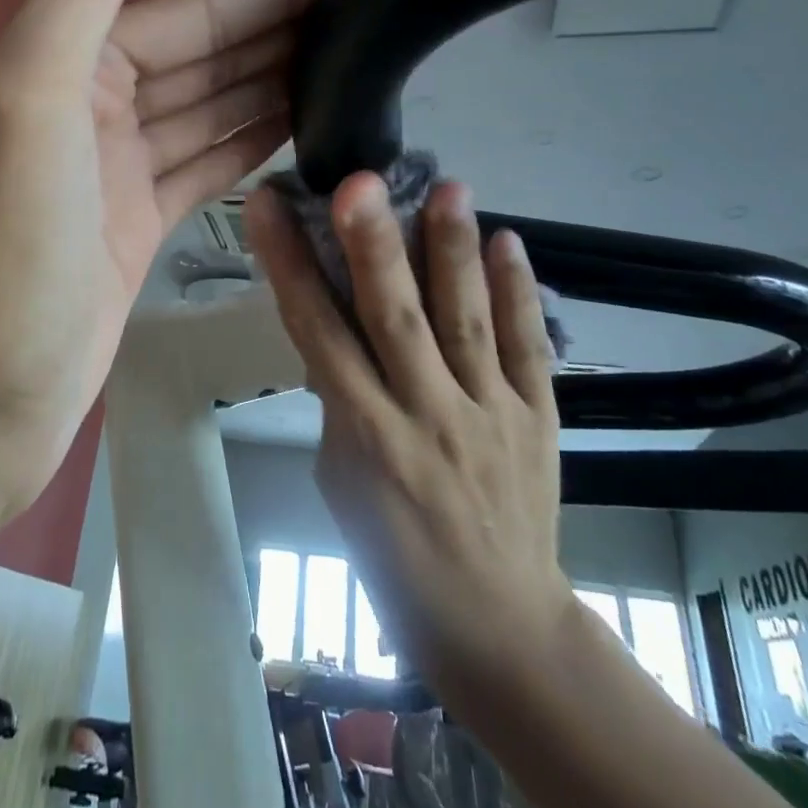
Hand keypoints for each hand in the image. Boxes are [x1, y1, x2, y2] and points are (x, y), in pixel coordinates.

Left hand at [0, 0, 333, 512]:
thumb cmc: (1, 248)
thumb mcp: (32, 96)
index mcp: (66, 65)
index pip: (187, 14)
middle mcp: (91, 106)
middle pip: (204, 57)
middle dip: (278, 34)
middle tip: (368, 19)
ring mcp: (117, 171)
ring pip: (209, 109)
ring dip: (272, 84)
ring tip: (353, 65)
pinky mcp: (139, 226)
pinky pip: (204, 164)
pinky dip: (249, 142)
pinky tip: (301, 126)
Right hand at [246, 173, 574, 691]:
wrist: (497, 626)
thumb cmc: (393, 556)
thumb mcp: (340, 480)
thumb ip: (340, 400)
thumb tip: (339, 329)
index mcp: (365, 435)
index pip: (316, 333)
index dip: (289, 264)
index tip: (268, 205)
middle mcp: (426, 415)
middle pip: (395, 320)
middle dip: (374, 246)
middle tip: (361, 181)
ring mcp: (490, 415)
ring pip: (467, 322)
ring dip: (454, 252)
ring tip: (449, 186)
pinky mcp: (539, 419)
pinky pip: (529, 348)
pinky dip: (519, 294)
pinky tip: (510, 241)